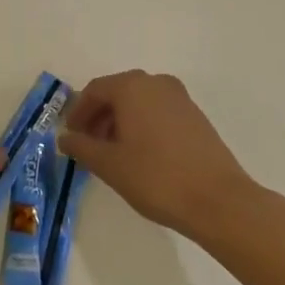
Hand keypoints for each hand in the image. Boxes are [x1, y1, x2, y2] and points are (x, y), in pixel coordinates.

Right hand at [57, 70, 256, 236]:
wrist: (219, 201)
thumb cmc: (156, 177)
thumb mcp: (110, 165)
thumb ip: (82, 147)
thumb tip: (64, 138)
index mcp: (132, 86)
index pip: (94, 91)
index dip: (78, 113)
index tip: (71, 137)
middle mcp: (156, 82)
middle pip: (117, 93)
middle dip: (99, 117)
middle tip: (88, 146)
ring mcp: (180, 98)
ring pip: (139, 102)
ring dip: (120, 122)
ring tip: (113, 154)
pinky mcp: (196, 116)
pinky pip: (158, 112)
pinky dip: (142, 126)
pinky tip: (141, 155)